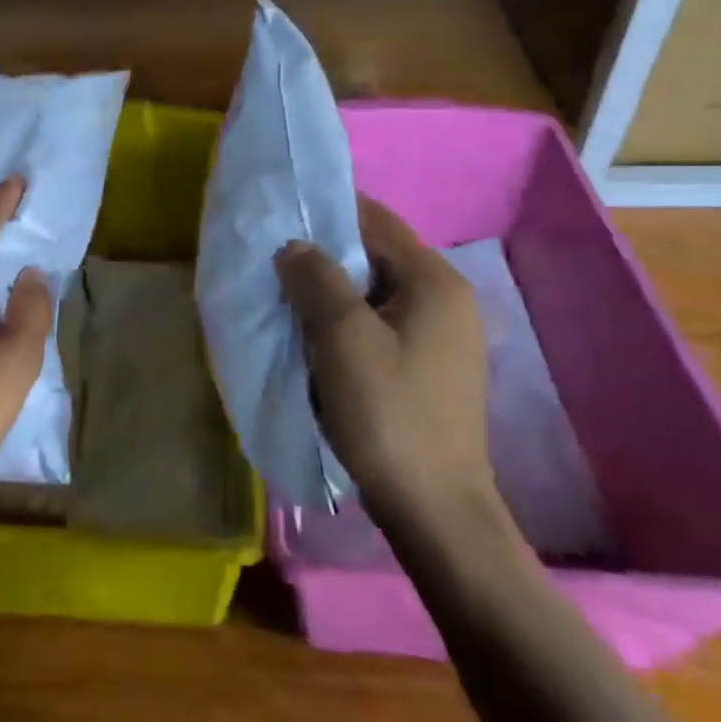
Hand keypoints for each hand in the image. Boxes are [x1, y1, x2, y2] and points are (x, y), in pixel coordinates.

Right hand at [275, 195, 499, 525]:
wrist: (434, 511)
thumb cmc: (388, 414)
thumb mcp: (342, 337)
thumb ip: (316, 278)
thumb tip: (294, 245)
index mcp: (434, 280)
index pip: (375, 219)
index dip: (326, 210)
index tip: (280, 215)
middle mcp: (446, 297)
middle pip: (376, 253)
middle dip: (324, 252)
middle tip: (274, 259)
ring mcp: (441, 334)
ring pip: (375, 290)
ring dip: (332, 288)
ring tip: (286, 294)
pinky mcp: (429, 365)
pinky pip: (381, 321)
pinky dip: (347, 317)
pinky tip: (315, 334)